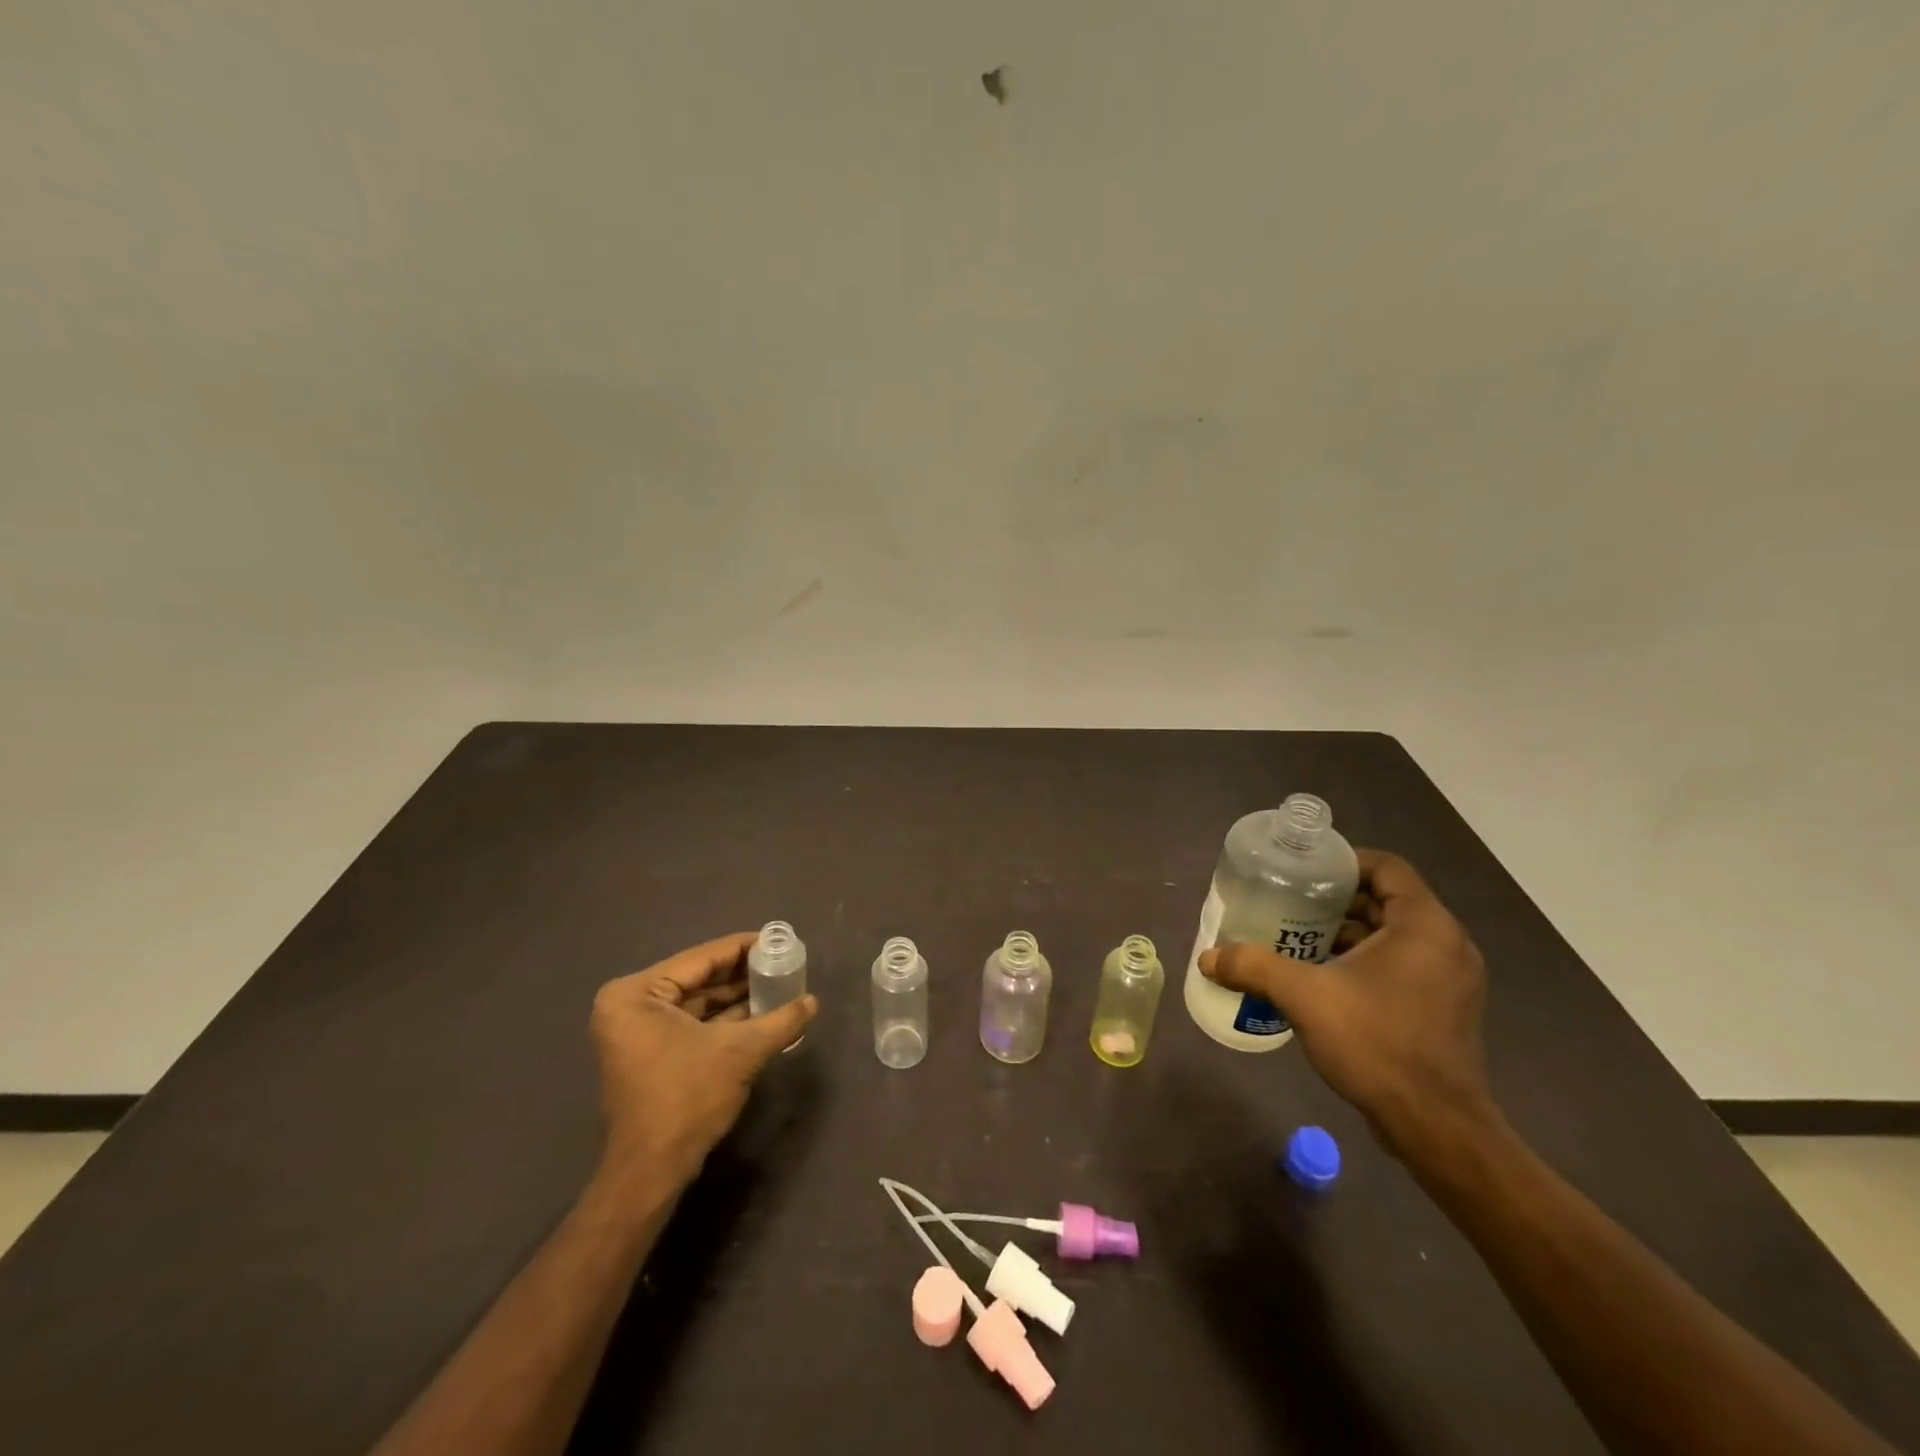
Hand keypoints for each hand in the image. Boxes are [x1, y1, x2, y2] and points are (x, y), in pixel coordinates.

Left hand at [589, 933, 817, 1197]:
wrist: (651, 1172)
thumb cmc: (687, 1098)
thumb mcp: (741, 1052)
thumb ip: (780, 1021)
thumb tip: (813, 1002)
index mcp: (637, 993)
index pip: (702, 958)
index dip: (744, 948)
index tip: (779, 940)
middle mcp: (629, 1005)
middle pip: (699, 978)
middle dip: (742, 974)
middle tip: (783, 963)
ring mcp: (636, 1031)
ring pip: (697, 1002)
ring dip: (736, 997)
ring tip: (779, 985)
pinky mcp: (648, 1053)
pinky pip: (691, 1023)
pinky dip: (723, 1020)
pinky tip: (761, 1014)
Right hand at [1201, 850, 1493, 1154]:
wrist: (1435, 1127)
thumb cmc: (1377, 1043)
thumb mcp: (1304, 996)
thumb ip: (1254, 967)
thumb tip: (1208, 957)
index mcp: (1425, 926)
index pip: (1386, 867)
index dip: (1342, 861)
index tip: (1302, 871)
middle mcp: (1445, 944)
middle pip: (1385, 900)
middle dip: (1334, 900)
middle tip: (1288, 903)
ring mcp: (1448, 979)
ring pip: (1391, 936)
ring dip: (1345, 933)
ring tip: (1294, 938)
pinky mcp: (1442, 1008)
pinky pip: (1398, 965)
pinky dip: (1361, 961)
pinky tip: (1320, 977)